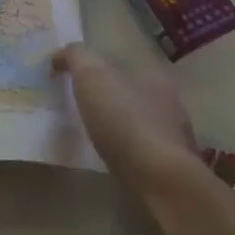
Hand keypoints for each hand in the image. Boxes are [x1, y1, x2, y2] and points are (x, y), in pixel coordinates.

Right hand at [53, 43, 202, 190]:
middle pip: (133, 94)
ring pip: (140, 123)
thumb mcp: (92, 77)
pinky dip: (125, 151)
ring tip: (90, 135)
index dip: (96, 70)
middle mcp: (170, 103)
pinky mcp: (169, 167)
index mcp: (154, 76)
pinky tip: (110, 158)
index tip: (72, 82)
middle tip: (78, 109)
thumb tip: (60, 55)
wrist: (159, 179)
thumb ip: (77, 57)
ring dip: (118, 126)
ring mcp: (174, 137)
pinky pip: (141, 151)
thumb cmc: (125, 121)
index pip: (122, 65)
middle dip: (109, 98)